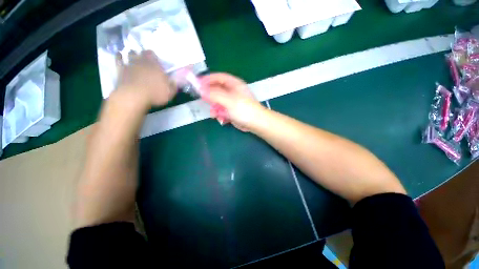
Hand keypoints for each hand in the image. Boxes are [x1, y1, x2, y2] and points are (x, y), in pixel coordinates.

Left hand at [115, 50, 176, 107]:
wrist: (134, 96)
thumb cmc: (155, 94)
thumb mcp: (170, 92)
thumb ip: (173, 85)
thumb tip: (175, 80)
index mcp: (154, 65)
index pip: (152, 54)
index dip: (153, 56)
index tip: (155, 60)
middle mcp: (142, 61)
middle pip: (141, 52)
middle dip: (143, 54)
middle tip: (145, 59)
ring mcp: (130, 64)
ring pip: (129, 53)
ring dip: (131, 54)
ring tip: (133, 57)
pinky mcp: (120, 70)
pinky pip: (118, 59)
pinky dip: (119, 56)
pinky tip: (119, 55)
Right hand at [200, 73, 263, 131]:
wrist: (256, 123)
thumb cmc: (244, 109)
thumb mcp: (228, 100)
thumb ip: (214, 94)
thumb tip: (200, 89)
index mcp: (234, 84)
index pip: (218, 77)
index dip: (207, 79)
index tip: (197, 85)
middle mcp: (232, 91)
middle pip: (216, 90)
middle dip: (210, 98)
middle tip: (206, 102)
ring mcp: (232, 102)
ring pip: (218, 102)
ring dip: (215, 109)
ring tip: (216, 114)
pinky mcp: (232, 110)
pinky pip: (222, 110)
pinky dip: (220, 115)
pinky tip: (223, 119)